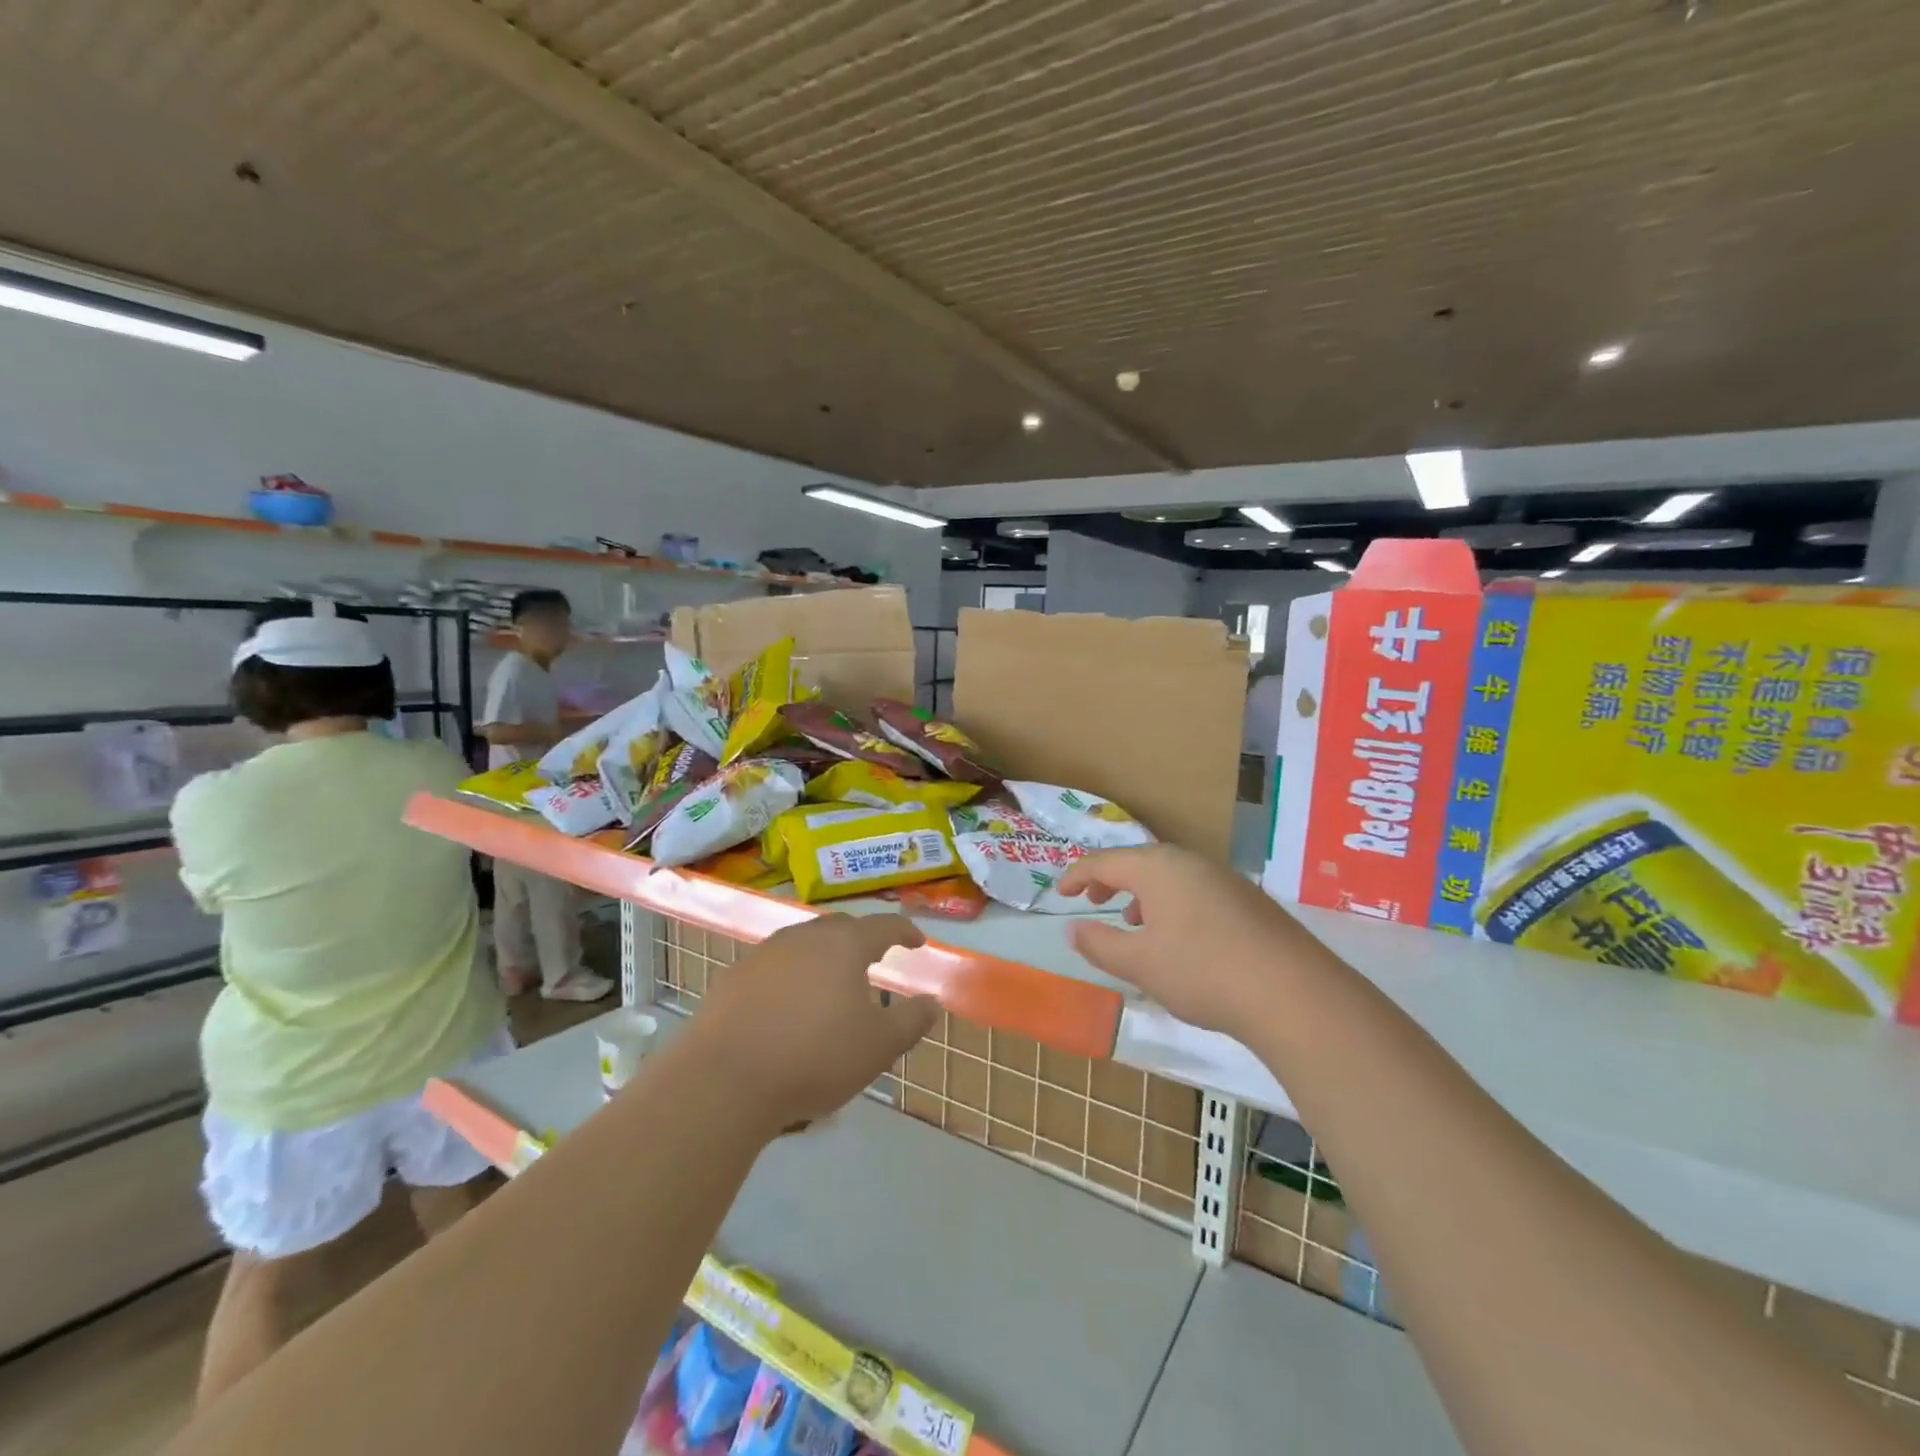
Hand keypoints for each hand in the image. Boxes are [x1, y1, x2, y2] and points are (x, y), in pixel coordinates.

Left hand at [691, 913, 936, 1130]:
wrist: (723, 1080)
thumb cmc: (814, 1058)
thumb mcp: (878, 1047)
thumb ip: (911, 1021)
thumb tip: (931, 1002)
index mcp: (843, 945)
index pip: (883, 926)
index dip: (904, 931)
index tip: (917, 942)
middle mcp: (804, 937)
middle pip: (840, 928)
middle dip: (861, 939)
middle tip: (874, 959)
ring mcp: (763, 954)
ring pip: (803, 944)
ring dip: (823, 956)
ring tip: (831, 982)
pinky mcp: (733, 977)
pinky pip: (773, 966)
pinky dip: (790, 976)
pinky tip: (788, 1005)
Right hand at [1057, 845, 1318, 1034]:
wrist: (1293, 992)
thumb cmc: (1201, 971)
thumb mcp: (1140, 963)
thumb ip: (1100, 944)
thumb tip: (1073, 929)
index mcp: (1157, 868)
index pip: (1104, 861)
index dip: (1077, 875)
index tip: (1059, 893)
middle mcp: (1190, 862)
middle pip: (1139, 862)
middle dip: (1111, 880)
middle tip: (1092, 900)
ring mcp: (1224, 879)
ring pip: (1170, 876)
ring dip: (1143, 893)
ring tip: (1133, 921)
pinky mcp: (1248, 900)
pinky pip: (1195, 890)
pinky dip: (1172, 904)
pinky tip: (1179, 938)